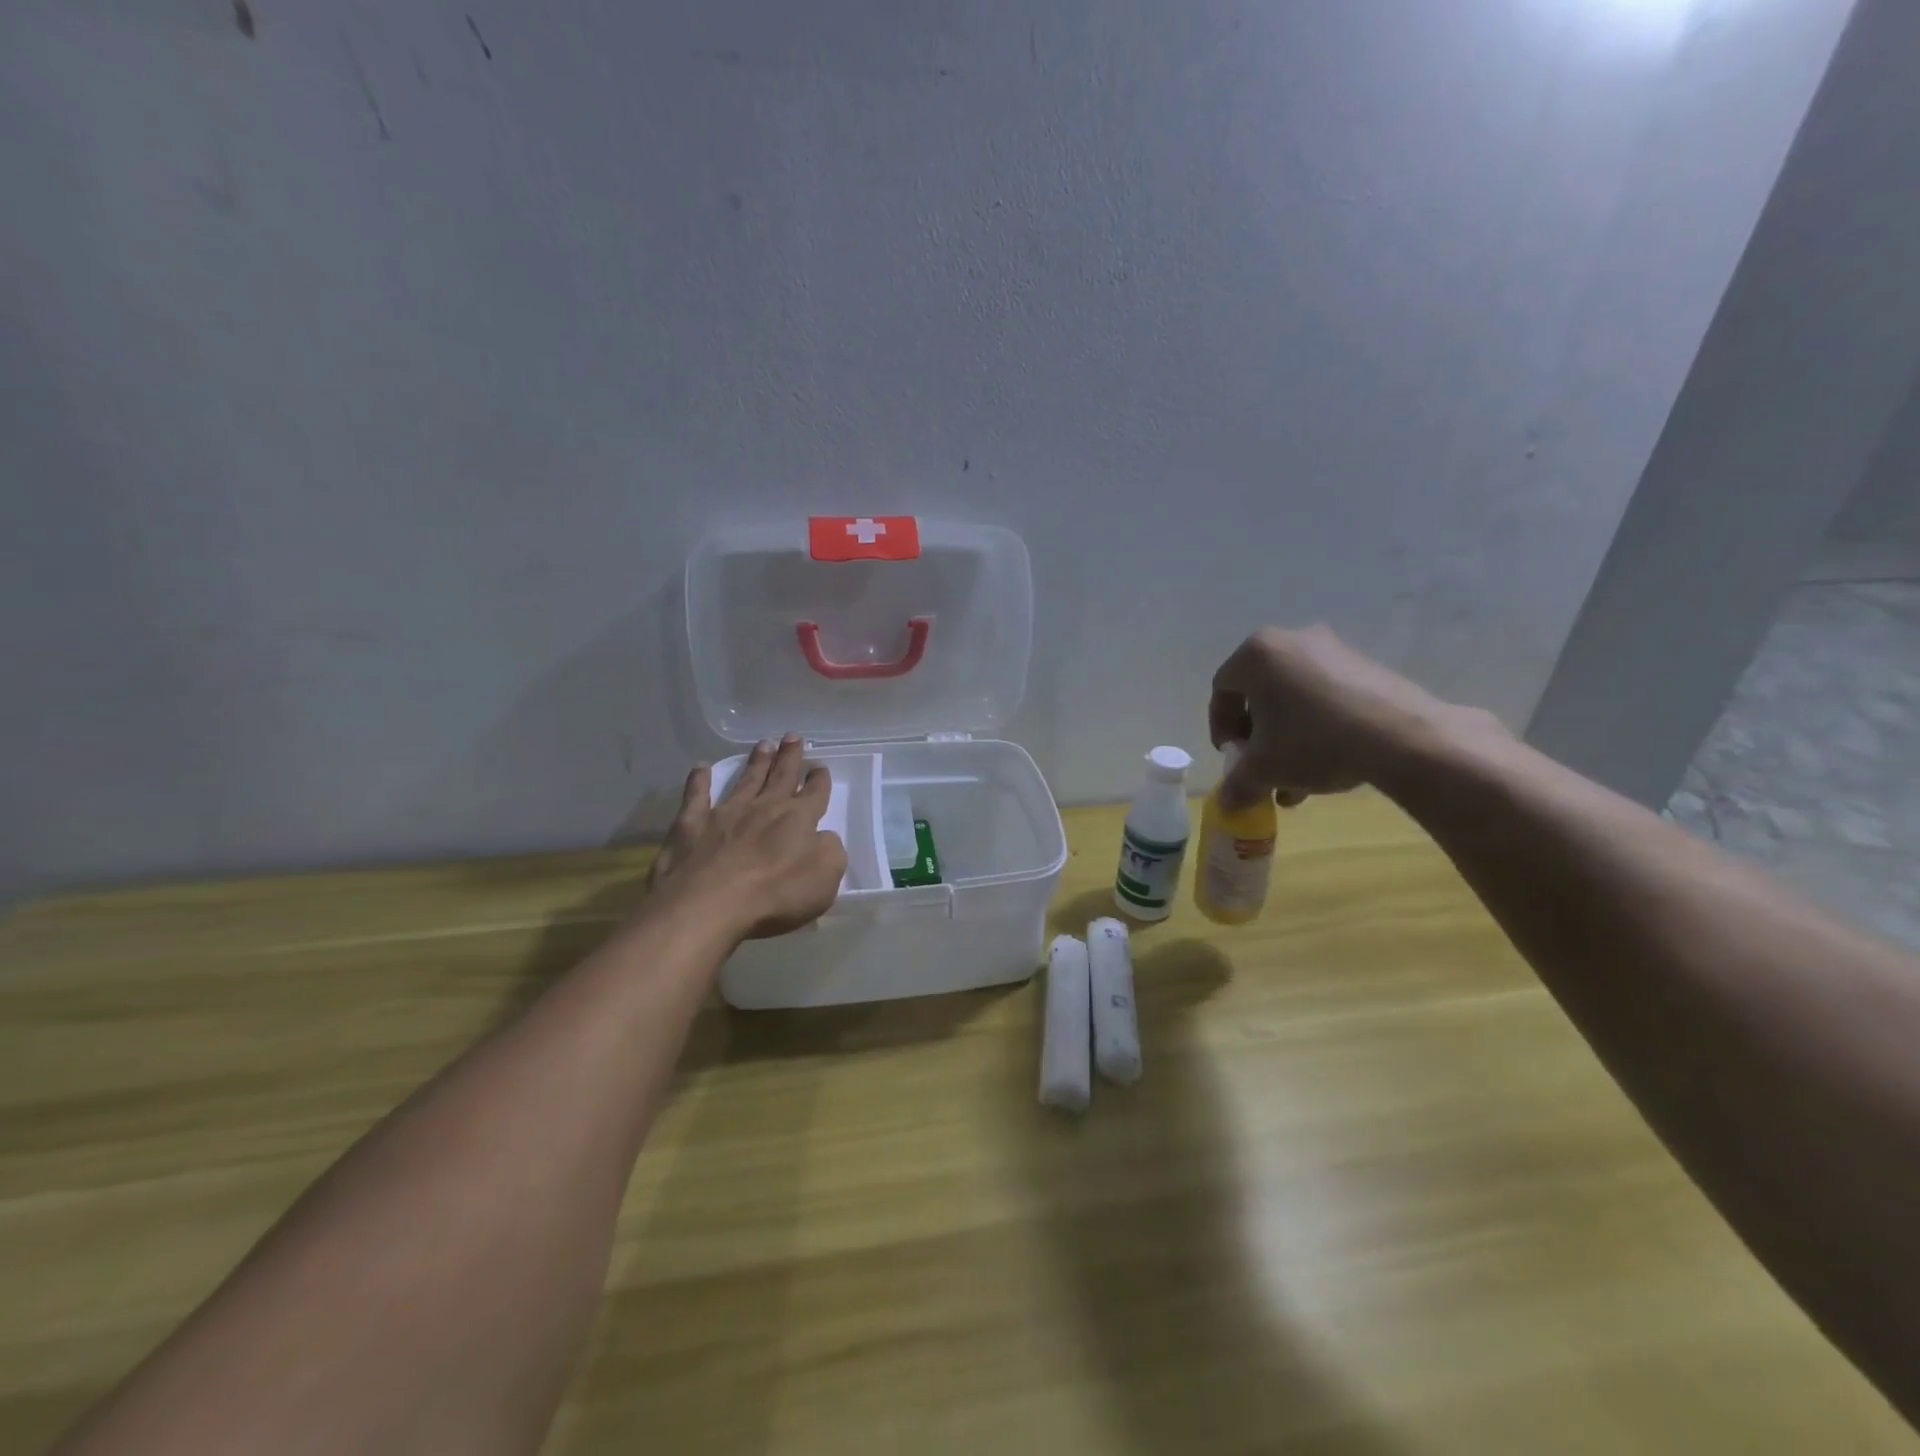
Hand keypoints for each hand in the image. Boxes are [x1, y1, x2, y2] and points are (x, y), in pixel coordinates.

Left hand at [646, 735, 848, 940]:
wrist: (709, 904)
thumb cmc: (774, 895)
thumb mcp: (825, 878)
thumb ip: (830, 852)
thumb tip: (823, 837)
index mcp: (798, 820)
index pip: (815, 794)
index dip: (819, 780)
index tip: (820, 767)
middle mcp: (764, 808)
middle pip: (781, 777)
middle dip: (790, 757)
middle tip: (793, 736)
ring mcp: (725, 813)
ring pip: (746, 780)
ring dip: (756, 762)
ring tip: (764, 744)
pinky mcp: (691, 825)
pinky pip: (696, 795)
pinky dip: (699, 781)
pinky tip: (700, 767)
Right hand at [1208, 625, 1498, 809]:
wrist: (1402, 736)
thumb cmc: (1313, 742)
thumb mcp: (1264, 769)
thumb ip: (1237, 784)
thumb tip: (1227, 802)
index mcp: (1256, 655)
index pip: (1222, 690)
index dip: (1220, 727)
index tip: (1232, 756)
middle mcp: (1291, 640)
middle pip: (1259, 692)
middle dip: (1256, 734)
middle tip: (1261, 764)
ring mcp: (1332, 649)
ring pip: (1294, 697)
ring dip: (1286, 735)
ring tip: (1296, 777)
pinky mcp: (1365, 664)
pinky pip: (1325, 694)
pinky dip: (1317, 724)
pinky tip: (1329, 761)